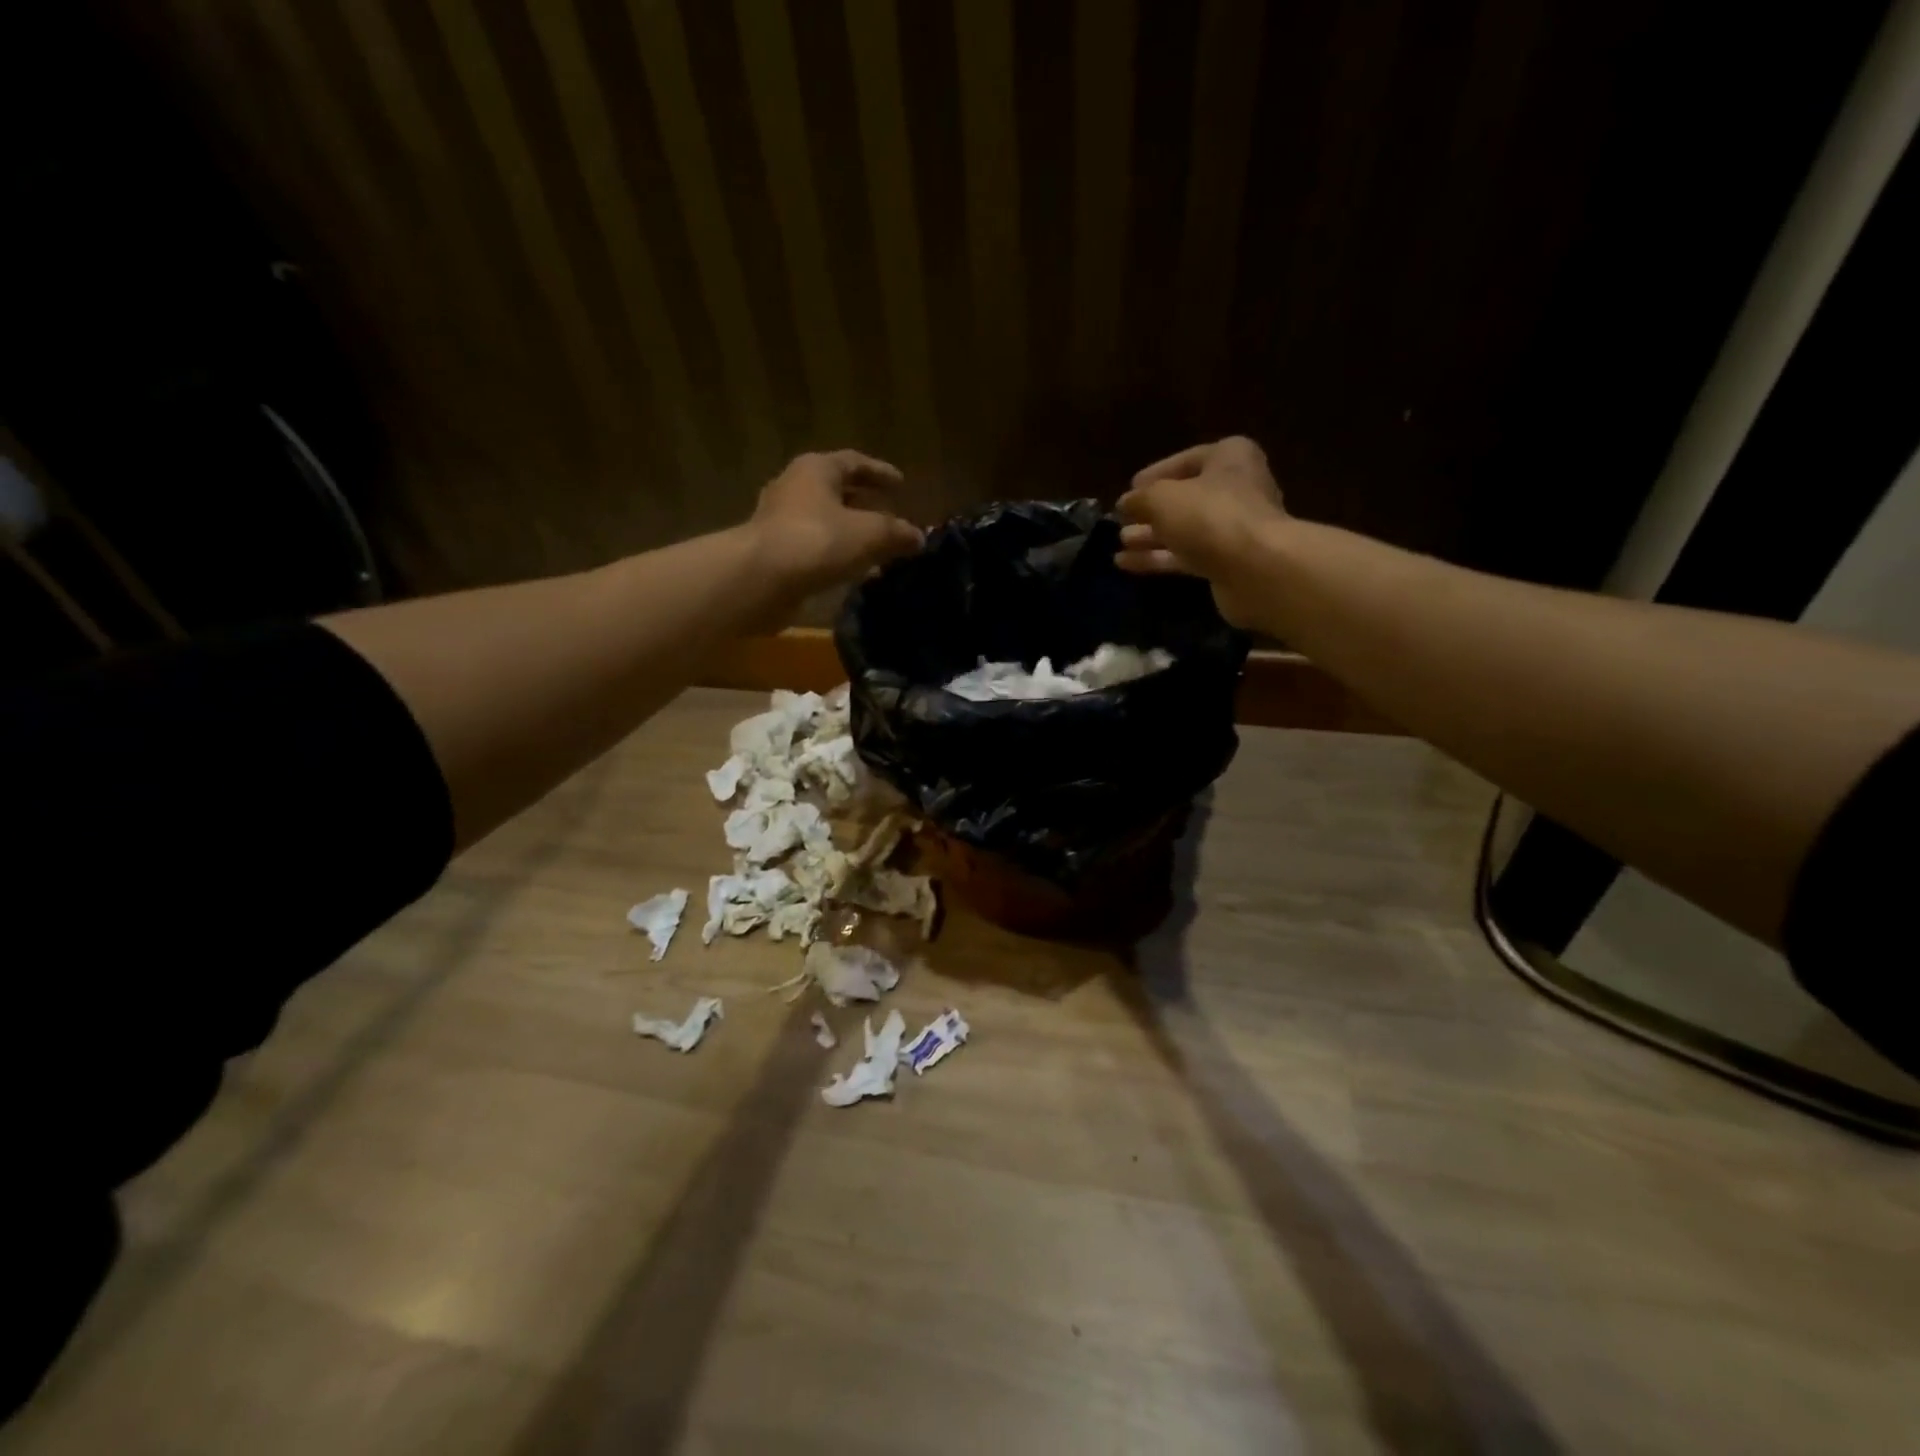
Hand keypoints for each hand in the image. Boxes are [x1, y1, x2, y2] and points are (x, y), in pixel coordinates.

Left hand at [747, 450, 923, 594]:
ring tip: (875, 548)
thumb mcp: (870, 534)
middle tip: (889, 515)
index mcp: (816, 469)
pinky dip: (835, 554)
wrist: (760, 579)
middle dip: (865, 503)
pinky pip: (813, 546)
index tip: (901, 484)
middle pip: (836, 490)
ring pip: (824, 520)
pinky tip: (853, 571)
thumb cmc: (818, 542)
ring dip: (850, 532)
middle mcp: (794, 487)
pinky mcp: (774, 551)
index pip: (854, 462)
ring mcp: (779, 520)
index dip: (880, 472)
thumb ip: (897, 533)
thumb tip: (918, 537)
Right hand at [1115, 436, 1286, 626]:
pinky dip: (1159, 559)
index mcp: (1229, 458)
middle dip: (1151, 511)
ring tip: (1120, 544)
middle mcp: (1237, 489)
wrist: (1255, 568)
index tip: (1129, 489)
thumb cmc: (1209, 516)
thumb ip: (1139, 498)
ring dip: (1151, 537)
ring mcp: (1233, 529)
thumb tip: (1125, 503)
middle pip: (1186, 498)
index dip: (1155, 474)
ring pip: (1184, 530)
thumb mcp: (1162, 498)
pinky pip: (1187, 557)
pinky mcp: (1227, 563)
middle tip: (1121, 520)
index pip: (1186, 460)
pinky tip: (1127, 564)